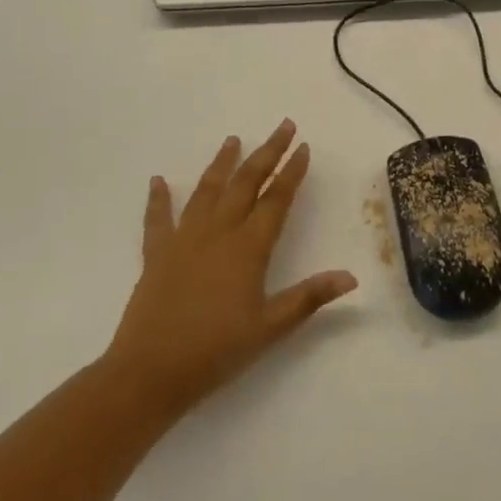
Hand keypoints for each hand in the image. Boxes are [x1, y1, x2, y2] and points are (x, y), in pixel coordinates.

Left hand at [105, 120, 357, 418]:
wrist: (149, 373)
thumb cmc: (216, 351)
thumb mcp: (270, 327)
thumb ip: (310, 297)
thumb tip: (352, 277)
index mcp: (248, 248)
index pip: (276, 199)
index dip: (292, 172)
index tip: (304, 147)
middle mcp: (218, 233)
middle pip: (246, 183)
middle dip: (267, 152)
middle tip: (283, 126)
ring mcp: (184, 240)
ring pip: (207, 191)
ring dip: (222, 163)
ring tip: (233, 139)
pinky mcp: (156, 255)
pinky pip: (158, 219)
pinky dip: (158, 199)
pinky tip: (158, 181)